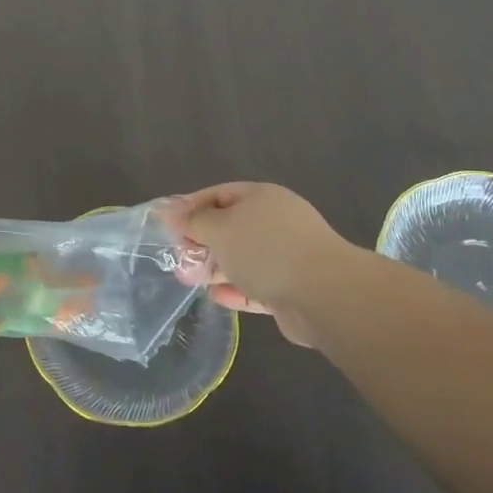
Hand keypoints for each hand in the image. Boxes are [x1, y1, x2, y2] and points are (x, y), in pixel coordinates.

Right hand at [175, 182, 357, 347]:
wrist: (324, 294)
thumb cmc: (265, 249)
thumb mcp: (220, 229)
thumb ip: (194, 221)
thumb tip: (170, 210)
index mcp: (261, 197)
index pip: (219, 194)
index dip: (191, 207)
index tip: (168, 225)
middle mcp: (275, 222)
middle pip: (231, 227)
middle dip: (202, 241)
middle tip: (177, 256)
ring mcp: (286, 255)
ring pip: (242, 258)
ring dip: (215, 267)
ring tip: (187, 279)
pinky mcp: (291, 288)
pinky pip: (256, 285)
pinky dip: (235, 289)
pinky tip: (216, 297)